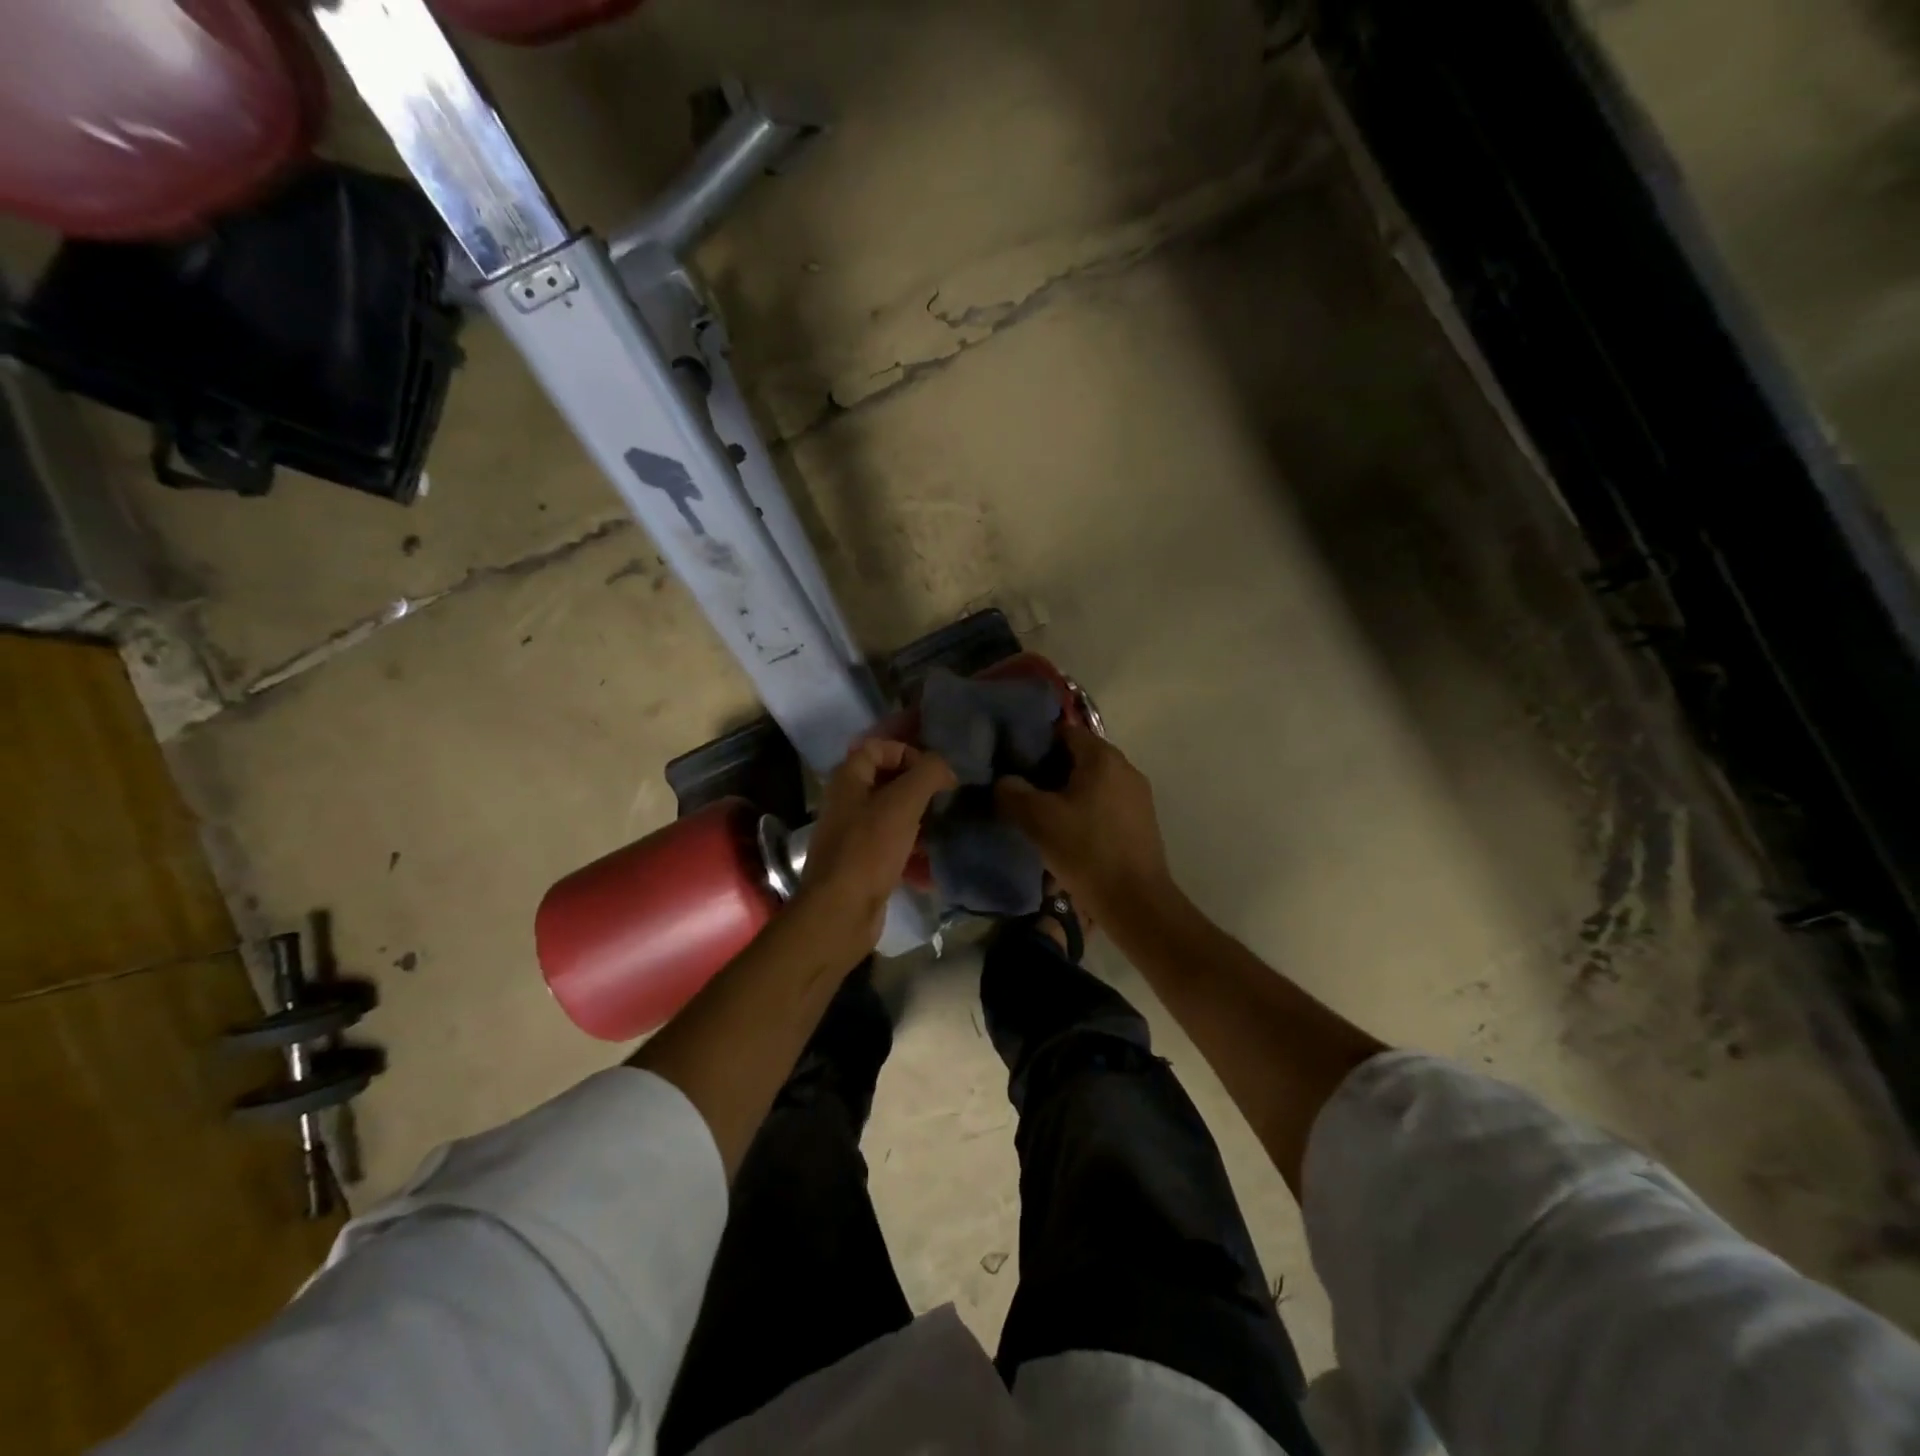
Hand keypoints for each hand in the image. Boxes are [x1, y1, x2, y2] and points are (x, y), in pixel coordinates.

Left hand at [793, 738, 956, 960]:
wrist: (840, 912)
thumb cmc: (870, 849)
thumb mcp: (903, 803)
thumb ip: (927, 774)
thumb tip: (945, 768)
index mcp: (848, 780)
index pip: (877, 747)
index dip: (907, 752)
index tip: (934, 772)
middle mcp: (847, 804)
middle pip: (888, 783)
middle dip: (920, 790)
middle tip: (946, 800)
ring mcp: (854, 836)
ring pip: (894, 818)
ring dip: (921, 824)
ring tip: (946, 832)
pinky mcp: (863, 866)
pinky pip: (893, 850)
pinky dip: (913, 856)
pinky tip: (933, 870)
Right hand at [995, 725, 1174, 925]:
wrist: (1135, 901)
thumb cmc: (1086, 851)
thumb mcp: (1038, 820)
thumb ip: (1012, 792)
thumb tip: (1003, 781)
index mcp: (1103, 757)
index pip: (1065, 731)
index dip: (1037, 744)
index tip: (1015, 763)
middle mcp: (1125, 768)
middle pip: (1080, 756)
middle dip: (1050, 770)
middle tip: (1023, 789)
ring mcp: (1138, 795)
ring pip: (1093, 782)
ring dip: (1067, 792)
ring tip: (1042, 814)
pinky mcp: (1141, 821)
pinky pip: (1106, 802)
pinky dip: (1085, 809)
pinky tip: (1069, 833)